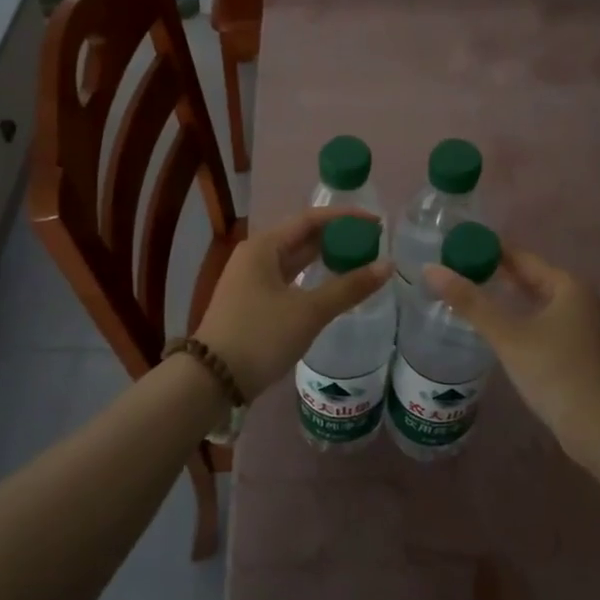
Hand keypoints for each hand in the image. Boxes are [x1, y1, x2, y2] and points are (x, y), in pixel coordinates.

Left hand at [195, 208, 389, 400]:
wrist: (211, 381)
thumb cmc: (260, 337)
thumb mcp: (309, 311)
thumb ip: (349, 287)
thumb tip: (388, 265)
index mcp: (264, 246)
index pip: (311, 219)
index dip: (345, 218)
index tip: (377, 223)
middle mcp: (255, 256)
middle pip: (301, 237)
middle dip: (337, 238)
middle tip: (372, 244)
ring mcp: (250, 281)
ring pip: (294, 260)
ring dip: (324, 259)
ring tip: (358, 263)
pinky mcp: (251, 303)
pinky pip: (288, 280)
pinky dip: (311, 279)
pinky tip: (330, 288)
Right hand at [425, 247, 599, 461]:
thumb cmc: (555, 372)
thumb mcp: (508, 336)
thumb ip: (470, 302)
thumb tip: (431, 269)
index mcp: (568, 285)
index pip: (520, 257)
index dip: (487, 250)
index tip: (455, 246)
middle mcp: (578, 299)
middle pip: (529, 277)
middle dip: (494, 273)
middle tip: (454, 269)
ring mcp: (580, 325)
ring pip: (534, 300)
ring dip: (505, 297)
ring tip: (467, 293)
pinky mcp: (575, 349)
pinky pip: (540, 320)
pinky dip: (517, 317)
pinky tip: (495, 326)